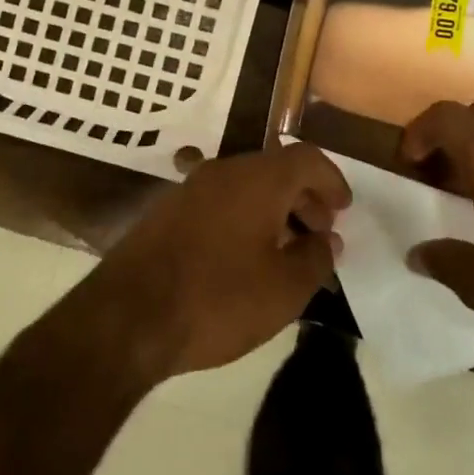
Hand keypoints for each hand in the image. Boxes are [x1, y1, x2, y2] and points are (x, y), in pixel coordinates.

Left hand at [92, 143, 349, 378]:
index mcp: (257, 179)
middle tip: (320, 234)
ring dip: (274, 211)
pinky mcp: (167, 213)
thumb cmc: (218, 299)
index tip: (344, 210)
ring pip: (245, 187)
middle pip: (275, 170)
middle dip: (304, 198)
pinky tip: (246, 259)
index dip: (331, 181)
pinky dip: (244, 220)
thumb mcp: (284, 289)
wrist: (128, 316)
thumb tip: (327, 239)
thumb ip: (315, 258)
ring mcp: (189, 190)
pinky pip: (220, 204)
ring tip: (287, 252)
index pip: (306, 158)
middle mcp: (222, 172)